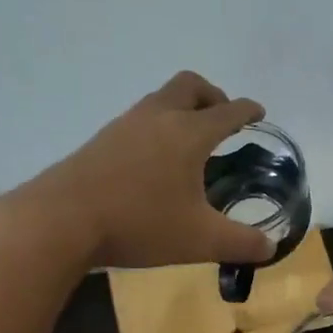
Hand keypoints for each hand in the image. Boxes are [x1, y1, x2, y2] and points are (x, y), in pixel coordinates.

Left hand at [7, 72, 278, 269]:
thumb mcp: (201, 240)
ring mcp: (124, 126)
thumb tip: (270, 246)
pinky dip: (157, 128)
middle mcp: (158, 118)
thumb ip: (241, 243)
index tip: (258, 112)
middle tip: (222, 118)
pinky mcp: (101, 141)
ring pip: (160, 100)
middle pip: (189, 86)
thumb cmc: (141, 223)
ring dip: (181, 110)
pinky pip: (139, 121)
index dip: (247, 110)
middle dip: (212, 95)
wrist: (62, 220)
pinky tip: (155, 162)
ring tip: (190, 142)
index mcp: (188, 134)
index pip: (227, 112)